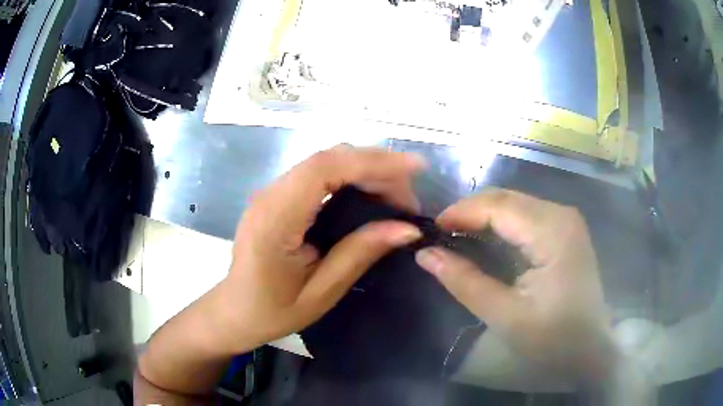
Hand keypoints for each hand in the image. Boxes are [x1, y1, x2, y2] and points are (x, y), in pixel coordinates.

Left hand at [218, 146, 424, 351]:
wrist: (235, 311)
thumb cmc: (272, 310)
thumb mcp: (321, 291)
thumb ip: (360, 253)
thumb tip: (407, 228)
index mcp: (276, 219)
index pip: (324, 169)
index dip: (371, 161)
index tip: (414, 167)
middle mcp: (270, 194)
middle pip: (327, 158)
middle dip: (375, 166)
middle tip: (409, 194)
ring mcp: (271, 192)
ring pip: (324, 162)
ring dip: (364, 169)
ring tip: (397, 193)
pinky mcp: (277, 197)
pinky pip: (318, 175)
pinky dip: (349, 176)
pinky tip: (370, 192)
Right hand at [415, 189, 615, 378]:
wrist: (589, 350)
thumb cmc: (552, 339)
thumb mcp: (504, 315)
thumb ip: (464, 281)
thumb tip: (424, 254)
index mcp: (552, 231)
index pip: (498, 206)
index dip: (461, 213)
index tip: (431, 230)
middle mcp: (561, 214)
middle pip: (506, 198)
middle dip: (470, 212)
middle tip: (440, 235)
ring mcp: (566, 221)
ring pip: (515, 204)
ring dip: (484, 217)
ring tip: (456, 237)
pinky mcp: (565, 231)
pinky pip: (526, 216)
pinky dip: (501, 225)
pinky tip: (485, 241)